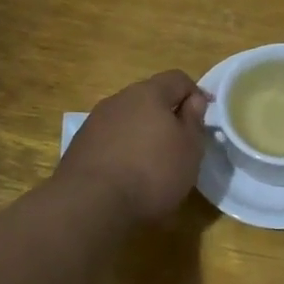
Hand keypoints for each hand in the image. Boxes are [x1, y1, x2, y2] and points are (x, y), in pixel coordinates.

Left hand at [57, 70, 211, 220]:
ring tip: (152, 164)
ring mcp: (95, 121)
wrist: (90, 204)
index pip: (178, 79)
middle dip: (167, 115)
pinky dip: (123, 150)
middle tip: (179, 144)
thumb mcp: (190, 148)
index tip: (203, 120)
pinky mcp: (80, 145)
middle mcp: (119, 99)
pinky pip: (110, 139)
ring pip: (128, 119)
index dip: (195, 95)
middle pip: (150, 98)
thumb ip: (194, 120)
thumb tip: (193, 100)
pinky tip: (127, 175)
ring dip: (143, 133)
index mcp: (149, 93)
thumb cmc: (152, 173)